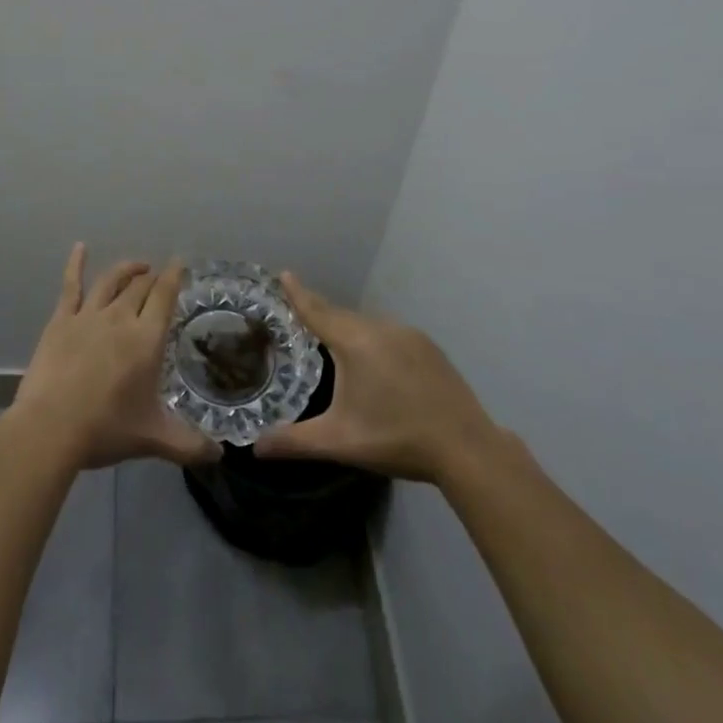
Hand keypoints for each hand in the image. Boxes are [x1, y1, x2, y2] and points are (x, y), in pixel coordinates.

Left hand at [12, 244, 220, 471]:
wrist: (50, 428)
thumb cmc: (105, 429)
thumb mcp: (153, 438)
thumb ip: (189, 445)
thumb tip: (220, 456)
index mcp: (146, 338)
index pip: (164, 296)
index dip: (174, 276)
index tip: (180, 264)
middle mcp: (120, 317)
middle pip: (140, 286)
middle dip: (152, 277)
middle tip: (159, 276)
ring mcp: (88, 315)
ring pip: (111, 280)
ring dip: (126, 269)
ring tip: (136, 266)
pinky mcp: (60, 320)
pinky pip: (70, 285)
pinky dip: (75, 264)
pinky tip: (79, 248)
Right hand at [253, 272, 506, 485]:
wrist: (467, 448)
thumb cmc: (397, 439)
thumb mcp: (340, 441)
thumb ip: (294, 442)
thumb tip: (256, 447)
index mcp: (355, 343)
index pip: (317, 311)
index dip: (298, 294)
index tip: (283, 274)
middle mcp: (381, 328)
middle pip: (342, 316)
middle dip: (321, 314)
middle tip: (301, 316)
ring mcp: (410, 335)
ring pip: (368, 324)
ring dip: (349, 329)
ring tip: (335, 343)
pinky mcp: (430, 348)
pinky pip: (390, 334)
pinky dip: (374, 339)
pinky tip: (376, 363)